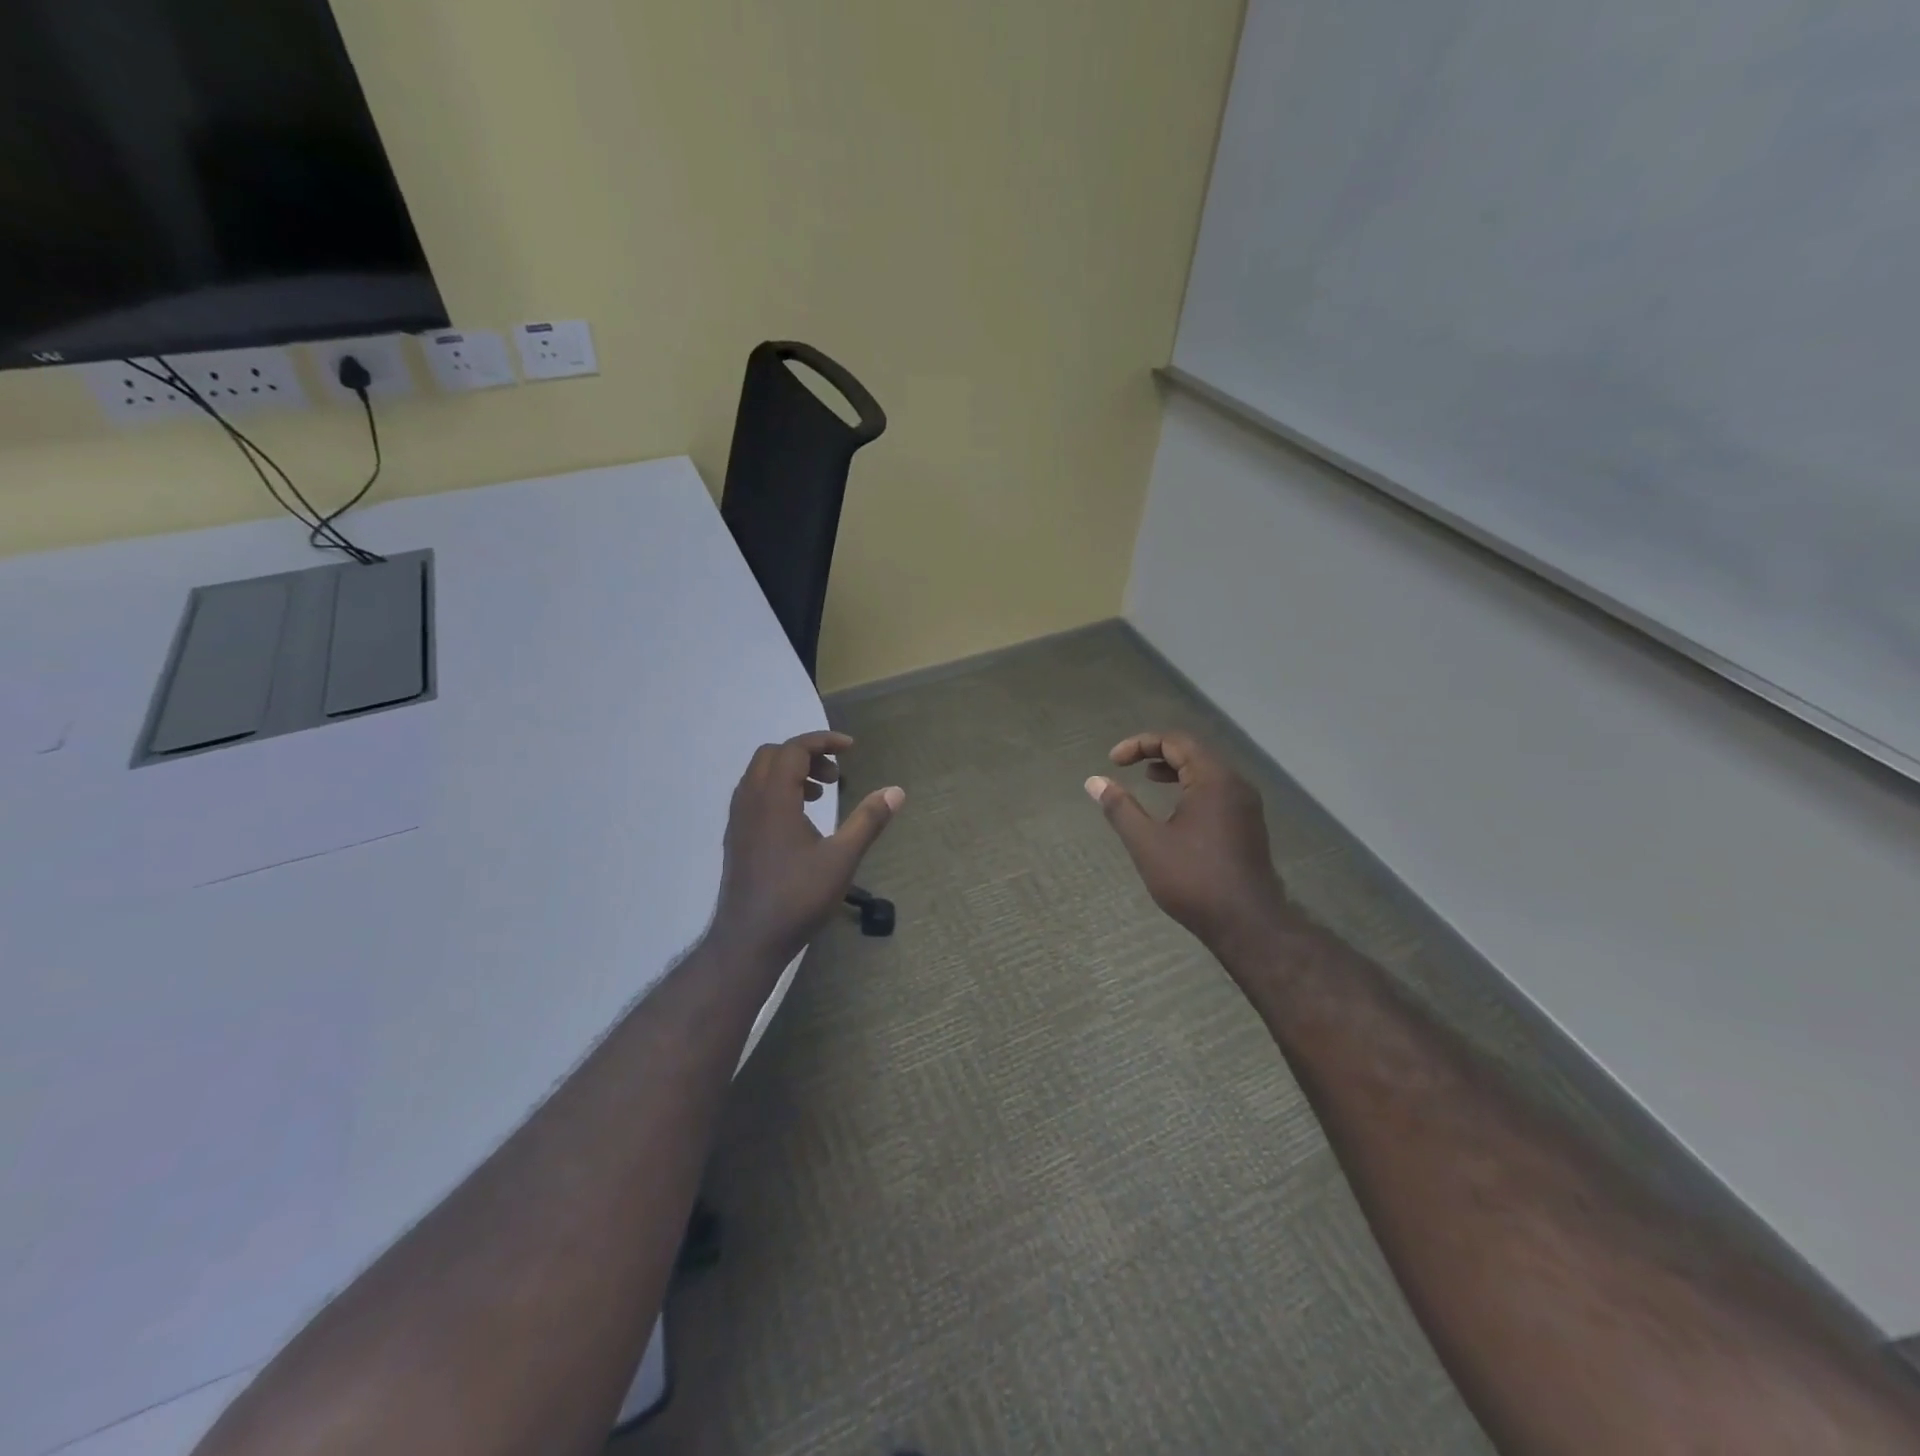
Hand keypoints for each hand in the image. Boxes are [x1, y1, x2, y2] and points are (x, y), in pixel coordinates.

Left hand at [711, 731, 904, 962]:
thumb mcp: (842, 859)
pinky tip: (800, 819)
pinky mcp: (737, 837)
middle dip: (806, 754)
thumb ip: (868, 820)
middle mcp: (750, 801)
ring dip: (791, 771)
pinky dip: (777, 790)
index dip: (823, 741)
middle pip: (773, 755)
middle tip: (835, 775)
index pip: (794, 749)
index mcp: (773, 799)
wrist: (748, 940)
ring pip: (760, 774)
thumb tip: (896, 791)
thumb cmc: (797, 898)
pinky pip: (754, 795)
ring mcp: (738, 820)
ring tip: (820, 794)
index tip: (851, 748)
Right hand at [1087, 731, 1293, 956]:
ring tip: (1148, 778)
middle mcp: (1235, 784)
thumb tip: (1095, 781)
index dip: (1140, 744)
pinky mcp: (1248, 824)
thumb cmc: (1194, 880)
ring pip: (1207, 771)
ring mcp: (1246, 805)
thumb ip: (1120, 808)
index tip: (1113, 761)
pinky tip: (1174, 809)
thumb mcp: (1147, 843)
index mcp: (1214, 780)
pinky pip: (1217, 790)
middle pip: (1194, 751)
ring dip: (1175, 769)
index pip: (1175, 741)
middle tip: (1127, 765)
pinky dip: (1191, 787)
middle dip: (1157, 752)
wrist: (1248, 925)